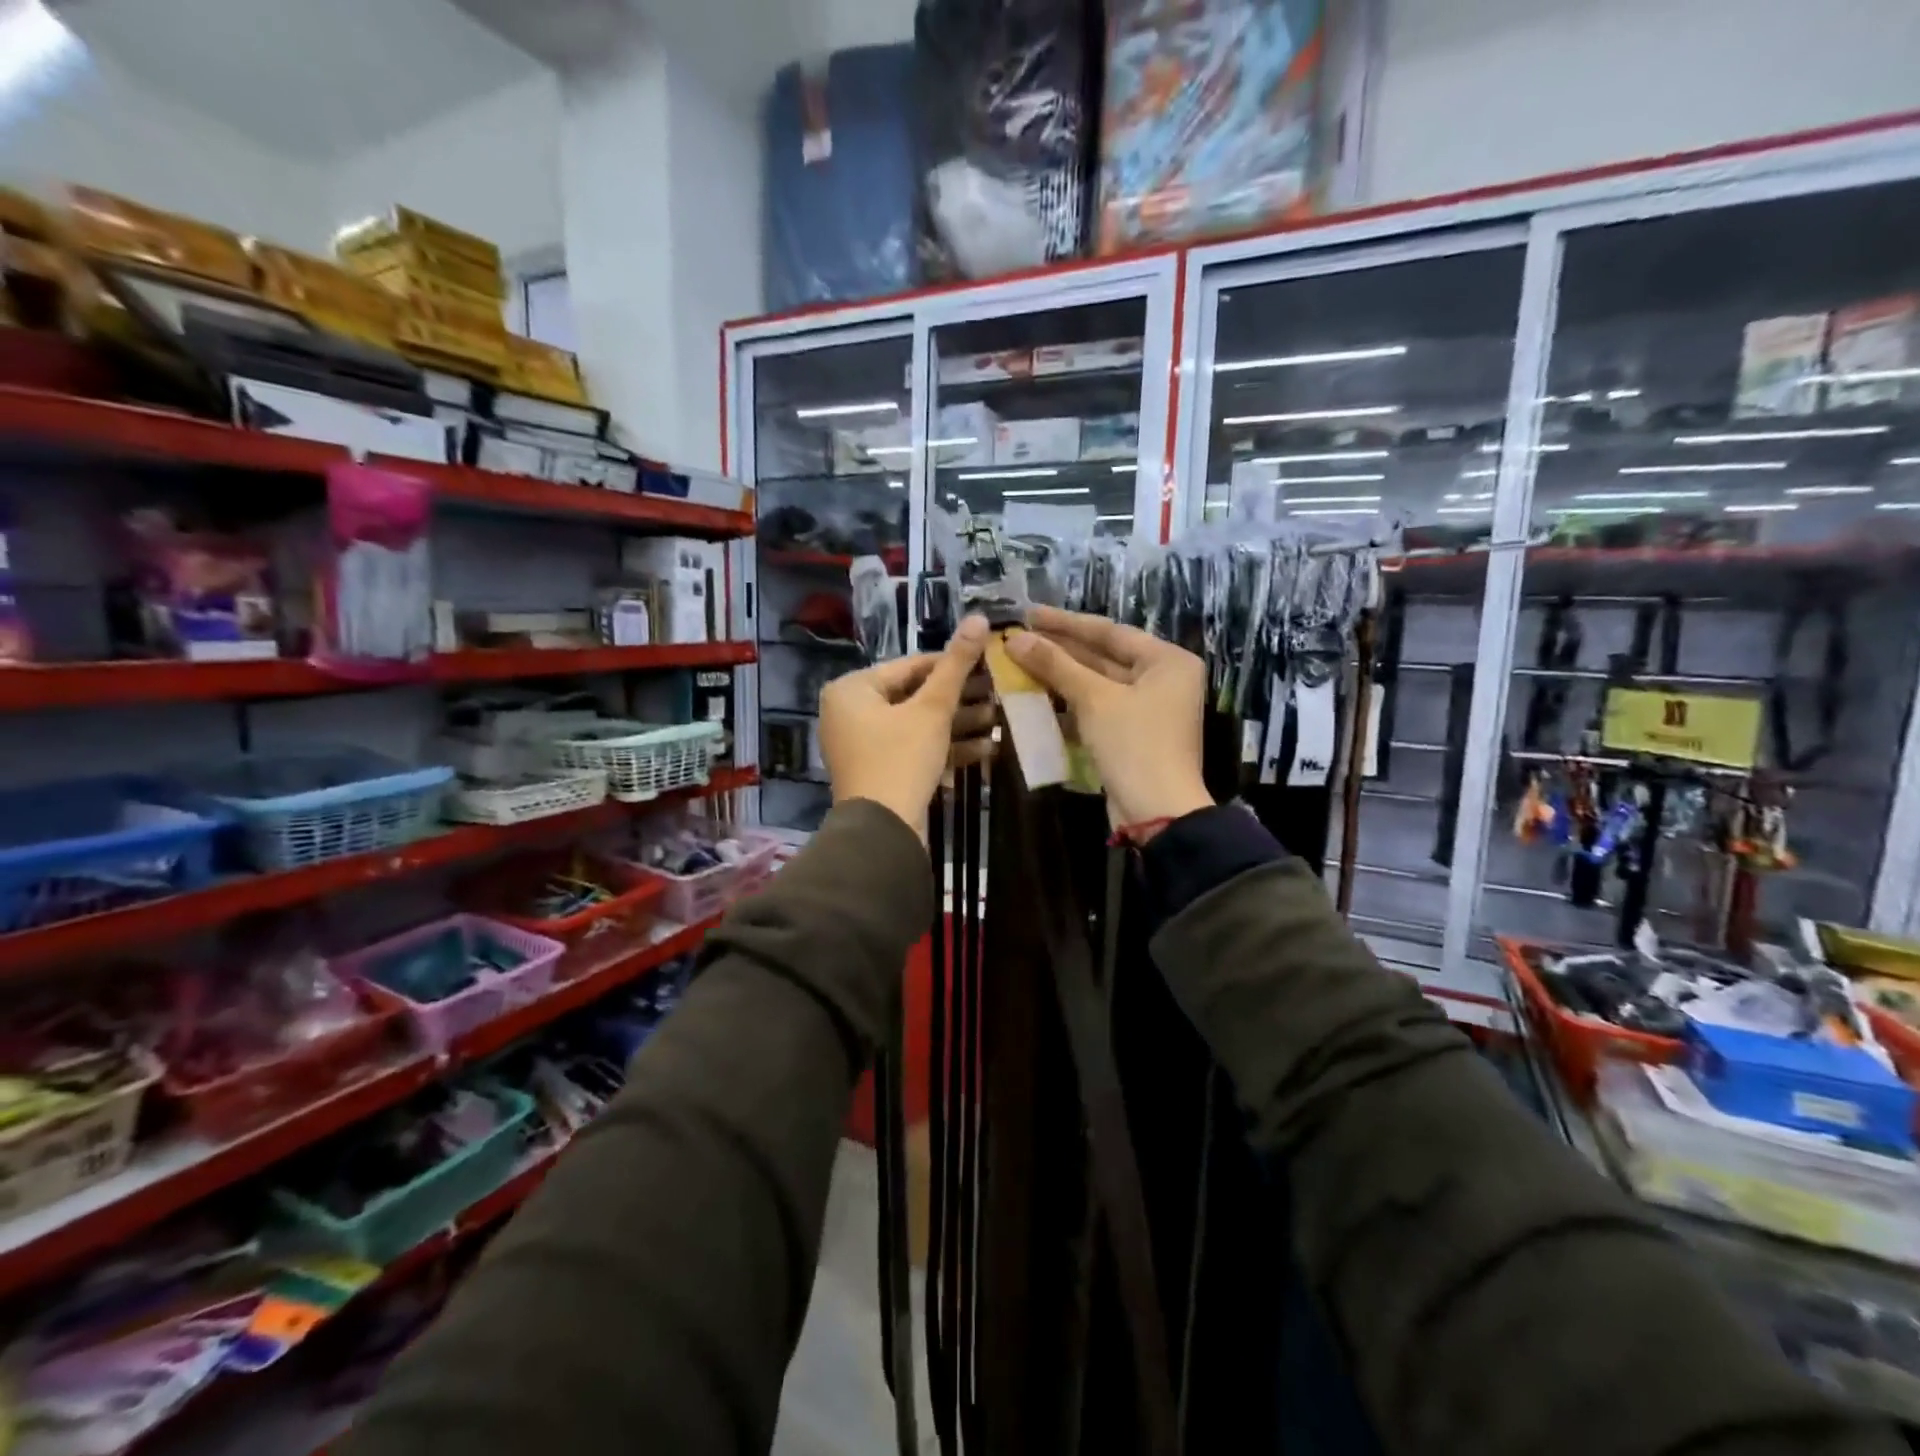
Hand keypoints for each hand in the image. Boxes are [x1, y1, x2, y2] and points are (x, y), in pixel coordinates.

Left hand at [820, 616, 992, 841]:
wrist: (883, 832)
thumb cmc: (901, 759)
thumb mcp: (932, 709)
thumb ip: (956, 665)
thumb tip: (978, 618)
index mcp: (852, 690)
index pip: (910, 666)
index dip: (952, 664)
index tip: (988, 663)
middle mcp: (850, 713)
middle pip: (914, 697)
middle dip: (960, 700)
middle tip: (999, 693)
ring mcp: (863, 746)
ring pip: (918, 725)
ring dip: (959, 725)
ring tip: (1000, 721)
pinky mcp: (879, 772)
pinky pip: (914, 750)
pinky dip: (945, 749)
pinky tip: (987, 749)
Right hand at [1006, 607, 1211, 832]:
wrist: (1157, 813)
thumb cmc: (1134, 745)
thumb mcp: (1094, 699)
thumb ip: (1056, 665)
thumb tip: (1015, 639)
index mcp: (1167, 661)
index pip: (1109, 631)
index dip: (1065, 623)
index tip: (1029, 613)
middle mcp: (1162, 679)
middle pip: (1103, 657)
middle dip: (1059, 650)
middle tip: (1018, 638)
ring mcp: (1147, 709)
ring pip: (1097, 684)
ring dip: (1060, 677)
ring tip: (1019, 663)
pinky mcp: (1131, 734)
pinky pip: (1096, 709)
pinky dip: (1069, 704)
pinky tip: (1035, 697)